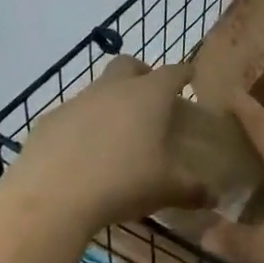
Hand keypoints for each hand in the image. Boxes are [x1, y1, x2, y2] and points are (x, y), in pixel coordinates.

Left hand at [0, 56, 207, 238]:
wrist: (52, 197)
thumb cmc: (122, 183)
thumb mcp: (166, 190)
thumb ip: (193, 190)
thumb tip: (214, 197)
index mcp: (149, 96)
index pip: (173, 72)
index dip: (184, 73)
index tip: (190, 76)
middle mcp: (113, 88)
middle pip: (130, 64)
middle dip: (143, 73)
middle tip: (151, 97)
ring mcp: (77, 101)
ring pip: (98, 88)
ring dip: (110, 101)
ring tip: (116, 134)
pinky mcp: (49, 120)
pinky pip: (71, 115)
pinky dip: (81, 126)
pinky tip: (82, 154)